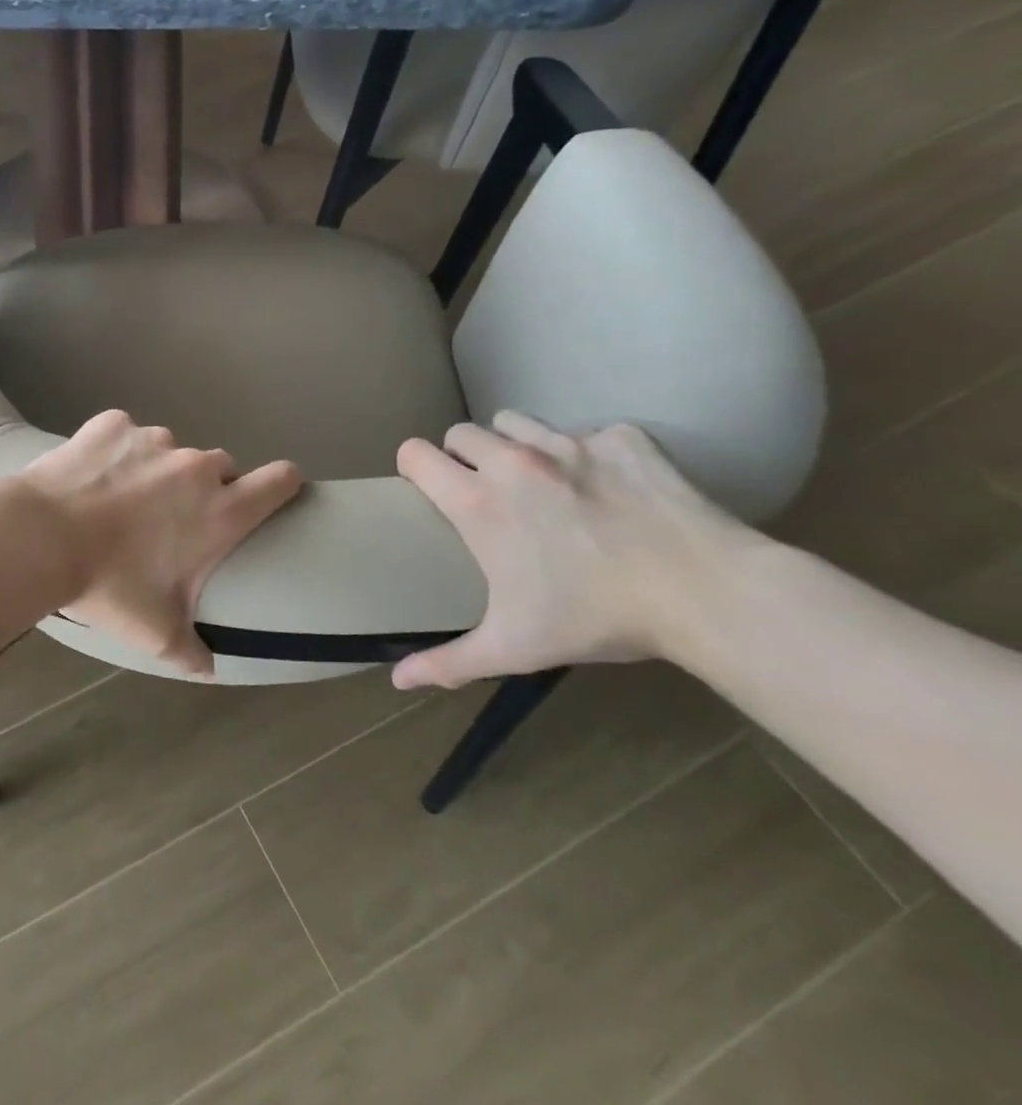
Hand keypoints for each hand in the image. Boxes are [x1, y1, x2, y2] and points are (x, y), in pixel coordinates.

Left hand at [19, 411, 303, 676]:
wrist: (41, 537)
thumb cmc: (109, 585)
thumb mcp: (155, 632)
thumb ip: (191, 651)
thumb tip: (208, 668)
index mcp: (220, 511)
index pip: (280, 480)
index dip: (282, 484)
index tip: (272, 493)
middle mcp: (195, 467)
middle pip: (221, 466)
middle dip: (205, 488)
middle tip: (171, 517)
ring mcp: (153, 439)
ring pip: (170, 450)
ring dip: (157, 469)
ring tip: (120, 498)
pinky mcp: (113, 423)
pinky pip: (125, 433)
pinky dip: (115, 450)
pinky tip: (89, 475)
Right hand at [391, 413, 762, 690]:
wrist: (706, 592)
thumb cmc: (597, 617)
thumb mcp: (514, 646)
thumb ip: (450, 662)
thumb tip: (398, 683)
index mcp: (476, 502)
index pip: (415, 453)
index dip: (414, 467)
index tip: (428, 487)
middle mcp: (511, 461)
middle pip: (461, 432)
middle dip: (465, 456)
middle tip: (488, 492)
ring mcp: (569, 443)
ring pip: (516, 421)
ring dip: (517, 444)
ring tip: (542, 480)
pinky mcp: (622, 438)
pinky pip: (589, 431)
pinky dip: (590, 453)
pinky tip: (611, 487)